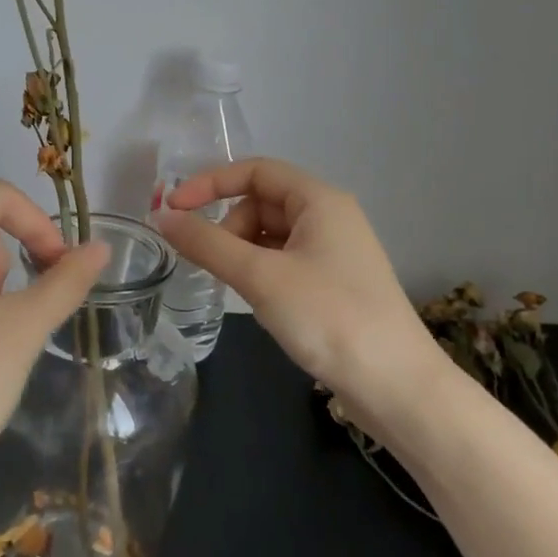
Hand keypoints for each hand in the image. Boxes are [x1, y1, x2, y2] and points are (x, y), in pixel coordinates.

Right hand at [156, 158, 442, 431]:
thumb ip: (207, 243)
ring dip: (242, 252)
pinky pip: (284, 261)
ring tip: (235, 287)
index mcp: (320, 200)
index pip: (255, 171)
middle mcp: (329, 217)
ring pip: (270, 235)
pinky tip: (257, 301)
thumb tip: (162, 217)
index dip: (210, 183)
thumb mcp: (260, 276)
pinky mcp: (333, 283)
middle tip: (212, 264)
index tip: (172, 210)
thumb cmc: (328, 317)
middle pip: (261, 203)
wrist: (395, 386)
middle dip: (228, 226)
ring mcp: (334, 252)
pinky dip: (260, 272)